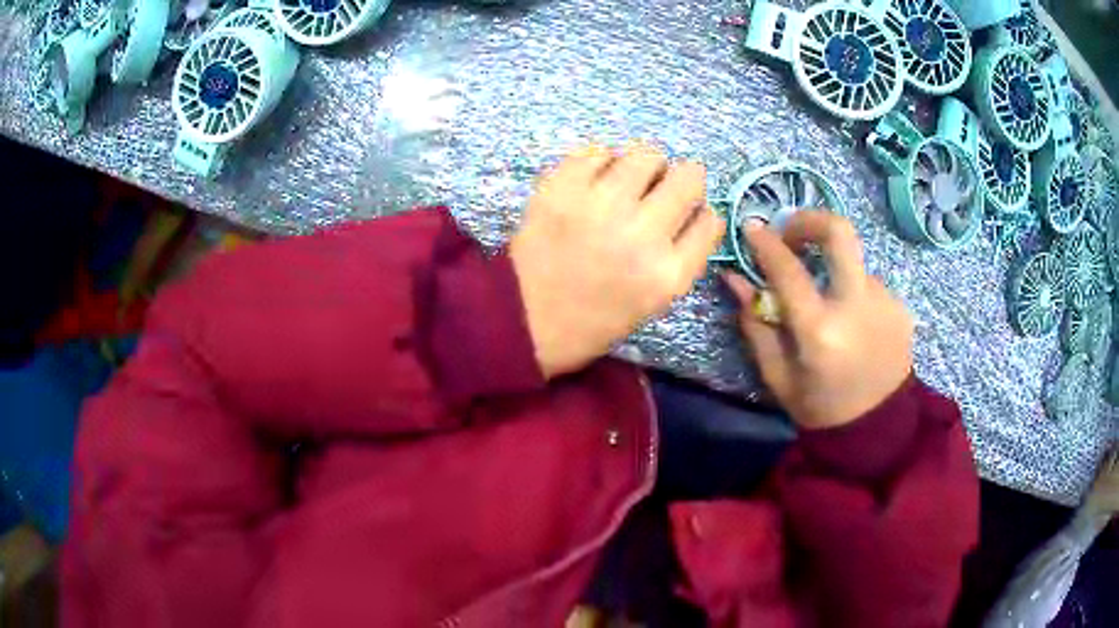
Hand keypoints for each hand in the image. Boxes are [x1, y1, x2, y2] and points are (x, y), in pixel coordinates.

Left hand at [509, 145, 725, 377]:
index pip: (710, 220)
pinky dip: (602, 161)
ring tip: (628, 181)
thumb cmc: (592, 319)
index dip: (701, 212)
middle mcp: (642, 234)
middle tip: (660, 188)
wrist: (523, 319)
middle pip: (689, 177)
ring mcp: (600, 207)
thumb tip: (696, 209)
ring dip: (644, 165)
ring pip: (646, 154)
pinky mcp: (561, 189)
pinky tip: (594, 180)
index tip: (688, 212)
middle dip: (683, 180)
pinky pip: (597, 151)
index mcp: (668, 274)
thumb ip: (681, 257)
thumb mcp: (653, 302)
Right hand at [724, 211, 912, 430]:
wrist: (878, 430)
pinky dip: (852, 291)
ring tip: (825, 303)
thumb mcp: (777, 376)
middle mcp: (858, 306)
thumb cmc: (820, 408)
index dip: (765, 243)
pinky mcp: (901, 307)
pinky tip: (851, 323)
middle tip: (790, 232)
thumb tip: (735, 278)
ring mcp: (886, 302)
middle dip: (809, 219)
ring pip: (852, 262)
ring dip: (832, 269)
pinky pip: (869, 283)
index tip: (751, 228)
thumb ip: (755, 324)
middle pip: (838, 231)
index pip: (788, 268)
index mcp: (820, 331)